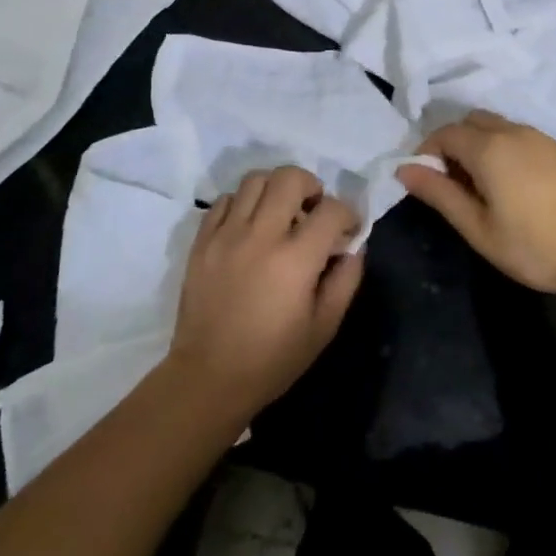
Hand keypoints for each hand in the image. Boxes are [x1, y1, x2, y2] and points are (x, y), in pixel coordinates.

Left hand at [167, 167, 364, 418]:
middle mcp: (260, 236)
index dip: (348, 214)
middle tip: (313, 210)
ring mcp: (226, 235)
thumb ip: (345, 280)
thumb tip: (353, 247)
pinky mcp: (202, 241)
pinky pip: (223, 200)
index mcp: (295, 259)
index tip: (347, 231)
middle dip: (311, 186)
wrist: (208, 378)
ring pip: (255, 180)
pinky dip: (242, 203)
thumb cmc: (273, 359)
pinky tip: (249, 226)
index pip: (332, 209)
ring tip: (280, 213)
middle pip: (290, 177)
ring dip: (275, 189)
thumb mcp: (324, 327)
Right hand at [398, 112, 555, 301]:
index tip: (427, 182)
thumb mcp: (479, 229)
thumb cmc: (534, 247)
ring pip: (497, 126)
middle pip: (471, 122)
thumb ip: (440, 194)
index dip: (427, 153)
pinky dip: (504, 148)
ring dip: (479, 144)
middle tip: (454, 184)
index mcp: (489, 148)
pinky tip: (514, 184)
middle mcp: (513, 132)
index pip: (445, 133)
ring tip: (483, 187)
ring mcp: (540, 137)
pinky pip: (519, 135)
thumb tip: (404, 169)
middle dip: (453, 144)